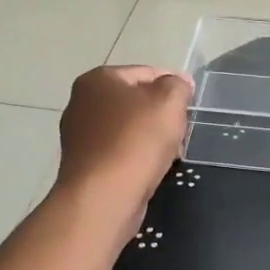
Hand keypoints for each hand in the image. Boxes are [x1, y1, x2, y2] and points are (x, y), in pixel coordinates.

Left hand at [54, 65, 191, 226]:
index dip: (173, 86)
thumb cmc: (136, 141)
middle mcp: (81, 102)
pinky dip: (135, 156)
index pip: (146, 72)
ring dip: (150, 137)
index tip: (190, 105)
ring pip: (127, 127)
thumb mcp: (169, 102)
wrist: (103, 197)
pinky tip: (149, 169)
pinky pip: (118, 151)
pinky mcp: (83, 163)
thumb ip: (177, 85)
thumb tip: (178, 83)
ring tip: (169, 153)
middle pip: (135, 100)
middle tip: (180, 131)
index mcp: (98, 79)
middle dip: (160, 114)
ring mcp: (79, 135)